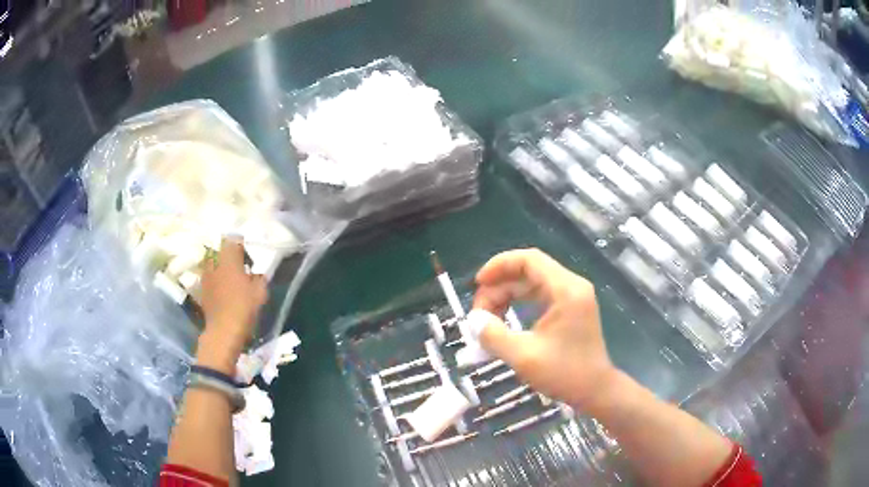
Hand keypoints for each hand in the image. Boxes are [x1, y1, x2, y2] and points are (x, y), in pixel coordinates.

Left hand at [197, 238, 267, 373]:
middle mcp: (214, 261)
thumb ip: (259, 276)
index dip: (243, 246)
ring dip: (222, 266)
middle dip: (230, 254)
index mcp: (228, 257)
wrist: (223, 330)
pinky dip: (216, 278)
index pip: (234, 240)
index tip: (250, 258)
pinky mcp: (201, 288)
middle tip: (241, 266)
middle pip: (221, 249)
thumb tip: (256, 272)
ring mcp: (205, 274)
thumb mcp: (260, 291)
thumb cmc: (243, 307)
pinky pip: (210, 276)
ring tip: (232, 278)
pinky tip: (224, 290)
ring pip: (213, 262)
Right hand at [472, 248, 617, 412]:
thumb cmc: (565, 373)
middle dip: (500, 287)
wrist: (595, 390)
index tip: (478, 284)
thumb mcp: (523, 357)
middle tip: (479, 312)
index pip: (529, 260)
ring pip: (532, 283)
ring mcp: (573, 296)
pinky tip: (504, 319)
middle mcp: (571, 286)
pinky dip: (519, 303)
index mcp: (566, 290)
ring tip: (487, 318)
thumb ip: (494, 336)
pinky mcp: (570, 308)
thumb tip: (473, 320)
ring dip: (507, 296)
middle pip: (528, 271)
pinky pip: (539, 295)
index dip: (499, 265)